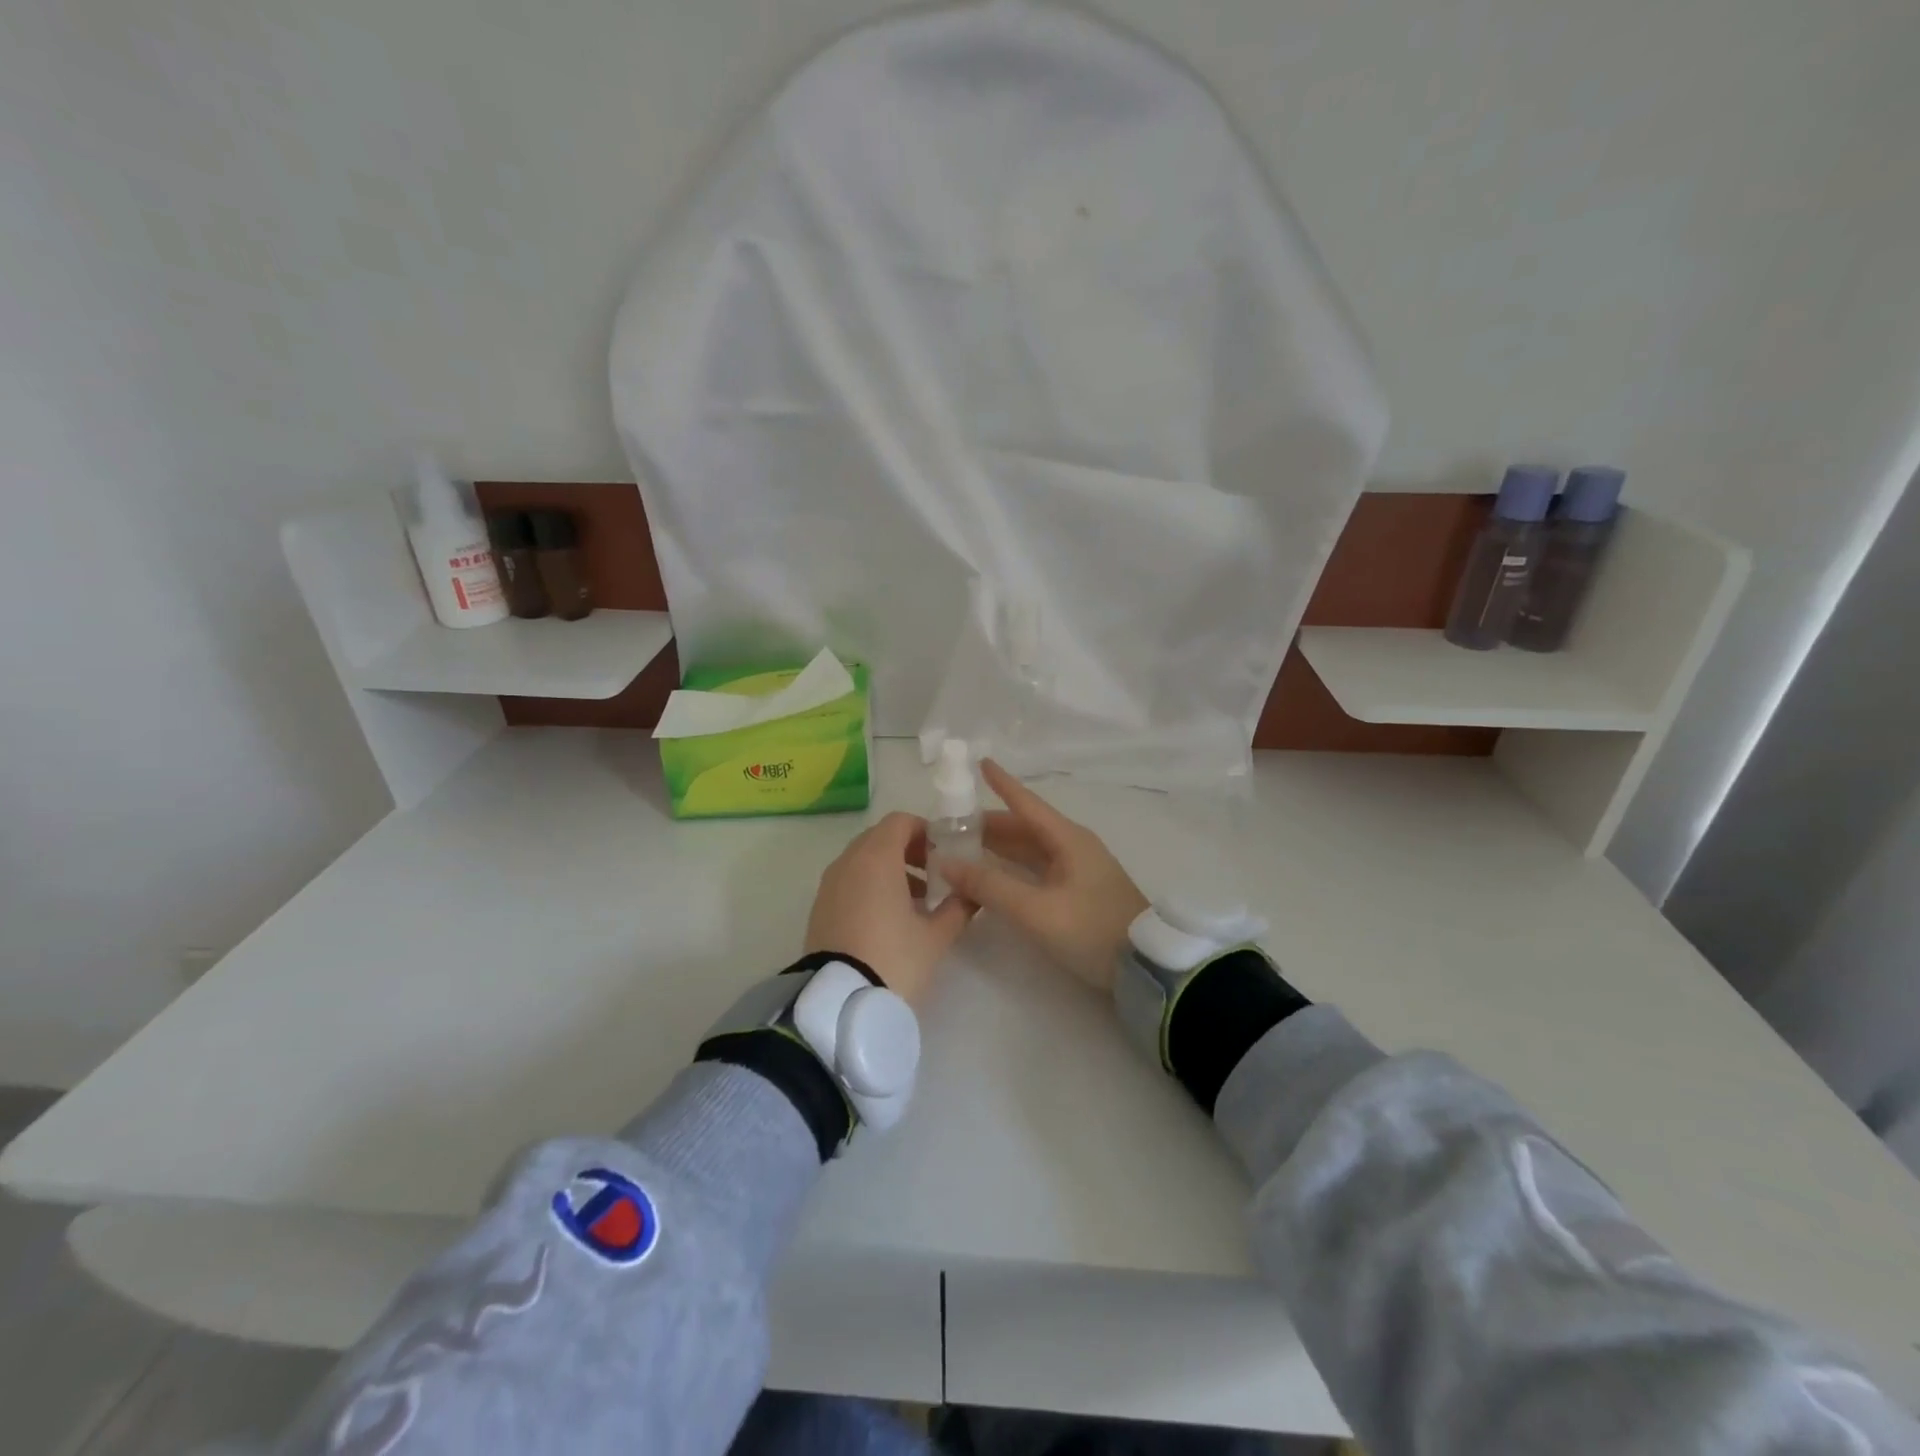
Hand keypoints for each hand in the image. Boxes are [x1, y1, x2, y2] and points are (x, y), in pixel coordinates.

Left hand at [806, 811, 974, 1007]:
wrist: (839, 1002)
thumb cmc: (894, 958)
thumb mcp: (936, 936)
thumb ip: (959, 907)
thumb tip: (974, 893)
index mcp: (876, 857)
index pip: (900, 822)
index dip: (926, 831)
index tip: (946, 854)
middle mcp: (848, 862)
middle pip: (880, 838)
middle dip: (910, 851)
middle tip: (935, 876)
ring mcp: (830, 884)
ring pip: (863, 860)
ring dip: (891, 869)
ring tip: (918, 902)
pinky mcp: (820, 908)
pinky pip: (850, 881)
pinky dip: (870, 886)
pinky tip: (890, 919)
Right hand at [933, 760, 1148, 993]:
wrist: (1145, 968)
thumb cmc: (1091, 929)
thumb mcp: (1036, 910)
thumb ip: (990, 886)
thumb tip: (946, 863)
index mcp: (1067, 839)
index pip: (1026, 803)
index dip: (1002, 783)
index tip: (980, 762)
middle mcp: (1072, 847)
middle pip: (1024, 828)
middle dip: (988, 824)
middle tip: (950, 826)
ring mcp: (1077, 870)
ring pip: (1030, 850)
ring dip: (998, 848)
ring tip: (962, 848)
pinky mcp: (1078, 892)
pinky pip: (1037, 869)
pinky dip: (1011, 868)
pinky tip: (992, 876)